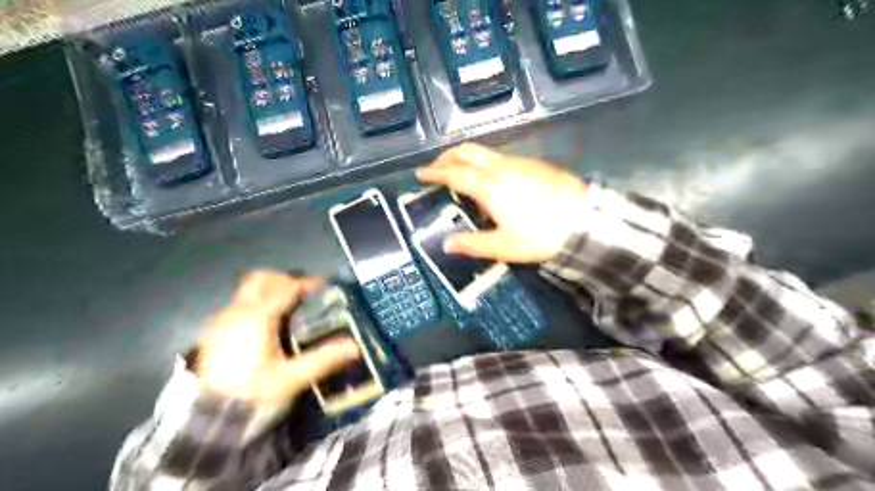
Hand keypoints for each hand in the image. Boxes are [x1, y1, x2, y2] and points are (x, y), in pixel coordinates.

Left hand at [196, 272, 359, 401]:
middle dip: (283, 279)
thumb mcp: (291, 379)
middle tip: (303, 293)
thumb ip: (323, 359)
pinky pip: (238, 305)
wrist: (206, 420)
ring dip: (269, 291)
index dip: (307, 283)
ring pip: (247, 291)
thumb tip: (355, 346)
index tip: (324, 285)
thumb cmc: (252, 394)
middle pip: (260, 279)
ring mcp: (221, 320)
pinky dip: (256, 304)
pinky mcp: (213, 332)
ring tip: (289, 309)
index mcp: (258, 317)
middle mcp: (237, 311)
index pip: (286, 288)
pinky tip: (266, 326)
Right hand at [415, 141, 586, 263]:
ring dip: (465, 157)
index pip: (453, 173)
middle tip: (436, 169)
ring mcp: (518, 162)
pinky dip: (483, 162)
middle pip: (466, 151)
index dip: (434, 172)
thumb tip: (447, 244)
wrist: (586, 220)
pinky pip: (499, 156)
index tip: (419, 173)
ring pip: (483, 151)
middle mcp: (500, 167)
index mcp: (488, 186)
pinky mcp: (533, 163)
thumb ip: (472, 244)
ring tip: (459, 174)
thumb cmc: (541, 235)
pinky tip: (489, 181)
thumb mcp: (504, 246)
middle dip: (447, 156)